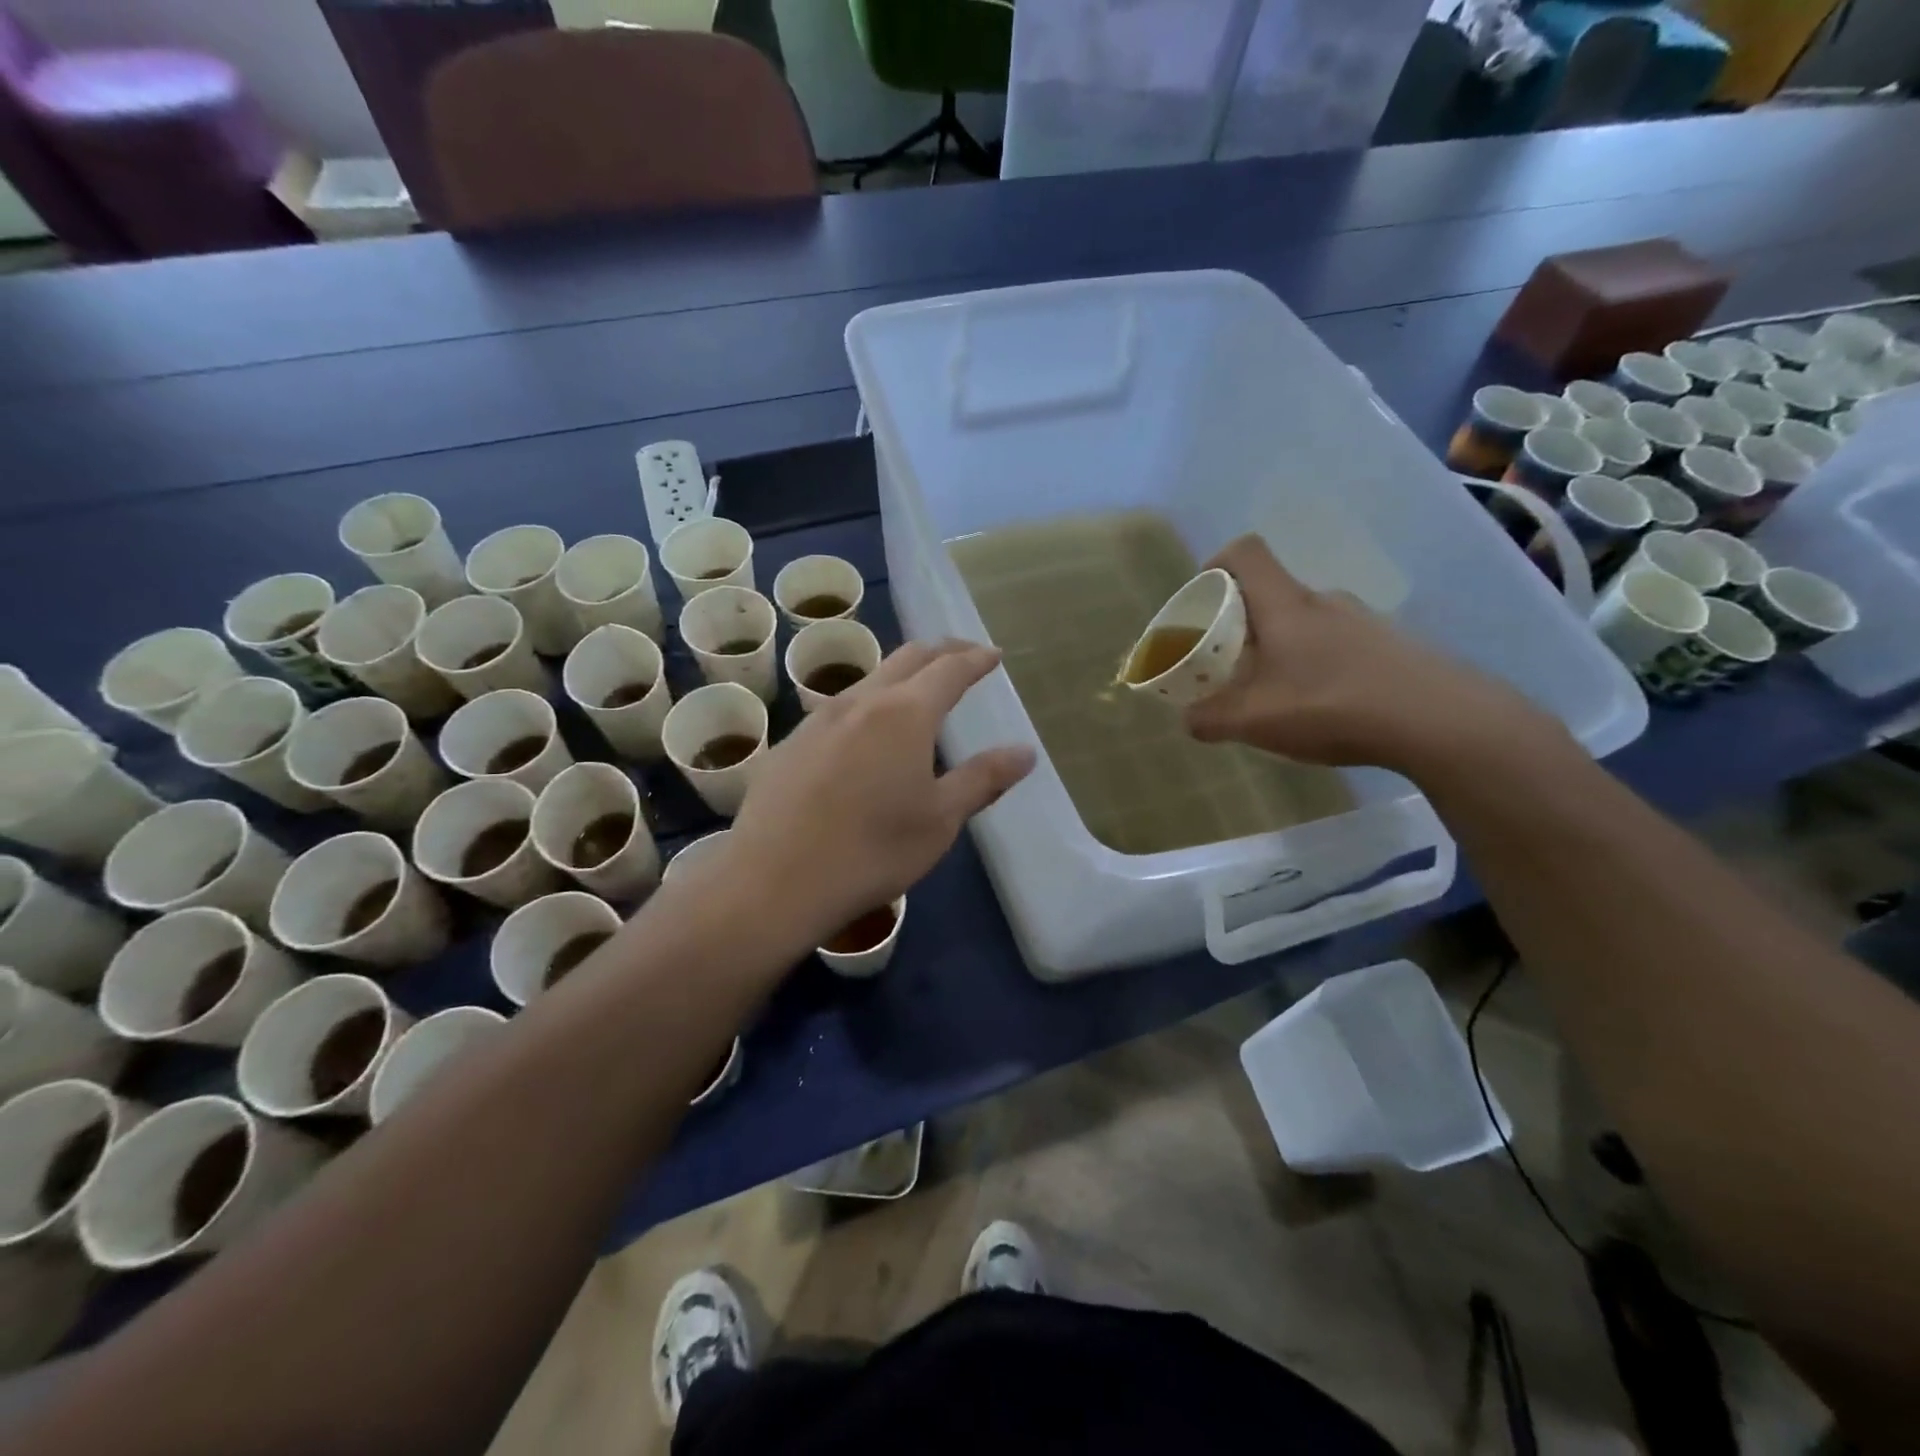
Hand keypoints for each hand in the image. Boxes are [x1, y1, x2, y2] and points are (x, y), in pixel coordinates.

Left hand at [720, 640, 1034, 946]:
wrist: (773, 880)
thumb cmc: (872, 851)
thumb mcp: (940, 820)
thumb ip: (983, 779)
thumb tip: (1025, 751)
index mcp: (905, 714)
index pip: (950, 668)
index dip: (976, 659)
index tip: (993, 655)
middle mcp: (861, 702)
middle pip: (907, 658)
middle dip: (941, 652)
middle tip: (963, 656)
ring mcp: (818, 719)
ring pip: (869, 679)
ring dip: (900, 675)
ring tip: (917, 691)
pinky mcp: (789, 743)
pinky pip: (838, 709)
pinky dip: (867, 705)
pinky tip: (864, 735)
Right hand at [1185, 536, 1561, 773]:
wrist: (1441, 721)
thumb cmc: (1331, 705)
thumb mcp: (1254, 721)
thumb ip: (1211, 719)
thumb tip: (1188, 720)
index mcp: (1285, 605)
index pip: (1246, 552)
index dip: (1217, 564)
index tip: (1203, 598)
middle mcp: (1325, 601)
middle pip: (1274, 594)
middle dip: (1245, 623)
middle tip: (1233, 664)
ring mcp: (1364, 621)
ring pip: (1308, 622)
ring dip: (1285, 648)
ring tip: (1280, 694)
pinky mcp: (1394, 645)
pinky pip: (1341, 644)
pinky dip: (1321, 665)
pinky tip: (1326, 707)